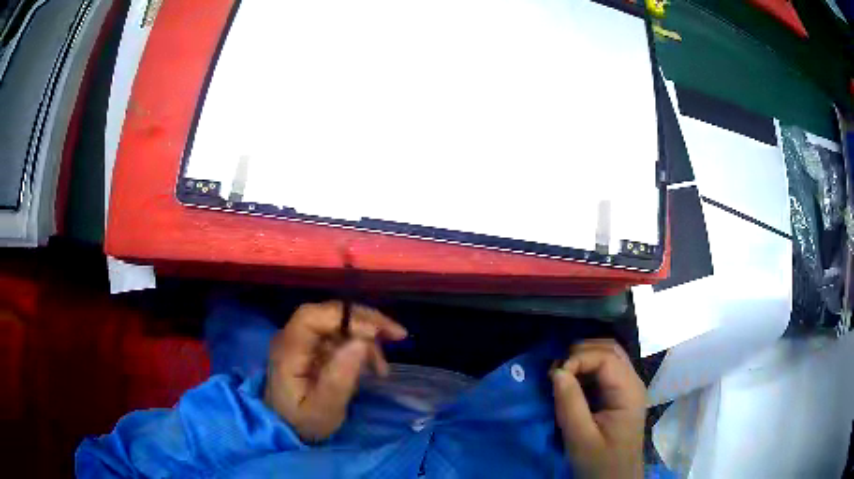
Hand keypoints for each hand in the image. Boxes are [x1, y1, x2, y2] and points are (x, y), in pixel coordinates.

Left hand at [264, 301, 406, 441]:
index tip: (377, 333)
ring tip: (382, 368)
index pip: (313, 317)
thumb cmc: (303, 422)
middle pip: (328, 314)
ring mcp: (302, 340)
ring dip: (366, 337)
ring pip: (338, 323)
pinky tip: (372, 366)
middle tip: (397, 335)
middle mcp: (291, 337)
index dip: (347, 317)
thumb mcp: (324, 409)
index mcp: (288, 350)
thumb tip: (361, 342)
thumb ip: (339, 378)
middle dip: (365, 321)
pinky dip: (360, 346)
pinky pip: (339, 336)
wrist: (286, 429)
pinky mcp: (311, 347)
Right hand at [551, 340, 645, 478]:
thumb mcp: (581, 439)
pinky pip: (605, 370)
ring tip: (561, 374)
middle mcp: (632, 382)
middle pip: (610, 349)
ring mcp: (628, 388)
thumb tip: (556, 371)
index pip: (606, 357)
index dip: (578, 359)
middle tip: (555, 371)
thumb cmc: (600, 463)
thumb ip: (570, 404)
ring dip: (583, 358)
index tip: (554, 377)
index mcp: (628, 392)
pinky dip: (586, 369)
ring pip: (608, 355)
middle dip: (580, 353)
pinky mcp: (620, 395)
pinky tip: (571, 382)